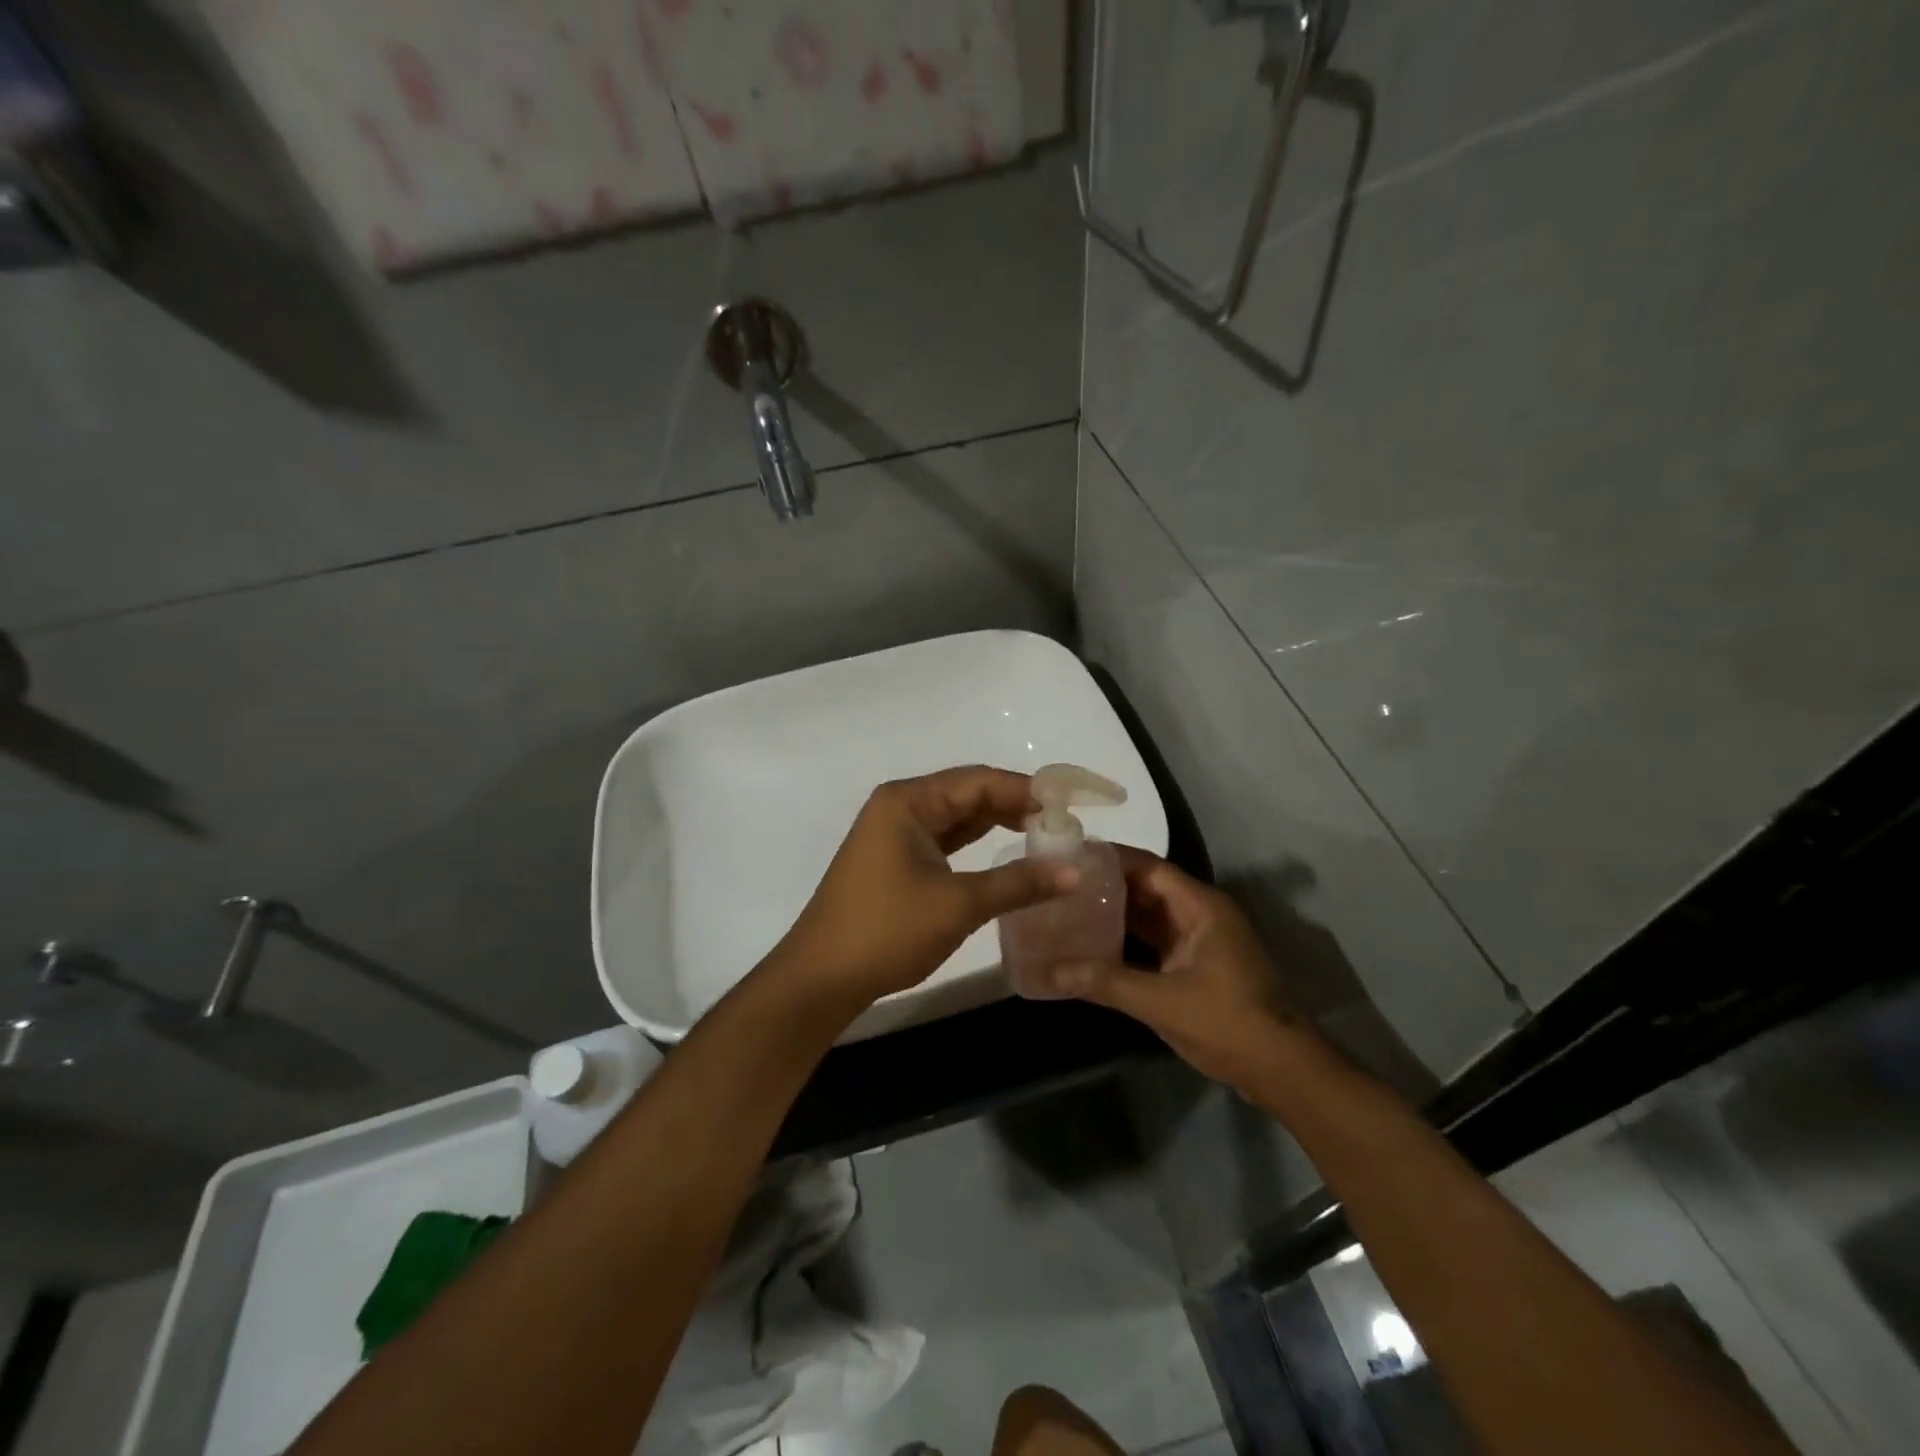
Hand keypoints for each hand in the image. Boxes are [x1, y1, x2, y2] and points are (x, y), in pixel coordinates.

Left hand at [771, 766, 1078, 1009]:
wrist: (823, 977)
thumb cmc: (887, 931)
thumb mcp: (958, 905)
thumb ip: (1018, 882)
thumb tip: (1076, 871)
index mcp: (908, 801)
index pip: (979, 781)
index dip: (1027, 790)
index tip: (1072, 804)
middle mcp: (901, 806)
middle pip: (969, 793)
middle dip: (1016, 805)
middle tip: (1065, 822)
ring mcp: (896, 833)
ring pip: (959, 817)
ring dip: (999, 823)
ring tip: (1047, 833)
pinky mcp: (898, 859)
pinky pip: (946, 839)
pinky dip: (978, 843)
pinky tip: (1009, 850)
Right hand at [1052, 848, 1325, 1096]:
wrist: (1282, 1069)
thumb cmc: (1228, 1022)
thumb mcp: (1162, 1001)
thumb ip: (1106, 982)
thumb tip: (1049, 970)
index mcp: (1200, 905)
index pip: (1148, 866)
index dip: (1109, 857)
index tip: (1069, 855)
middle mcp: (1200, 913)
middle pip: (1146, 887)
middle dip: (1106, 884)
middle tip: (1059, 882)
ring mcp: (1200, 939)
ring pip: (1150, 914)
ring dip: (1114, 912)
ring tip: (1068, 907)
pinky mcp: (1197, 964)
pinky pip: (1155, 939)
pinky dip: (1127, 939)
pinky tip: (1094, 945)